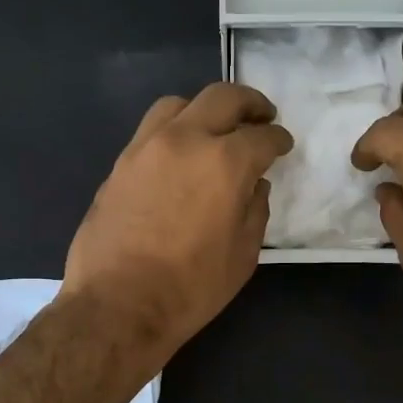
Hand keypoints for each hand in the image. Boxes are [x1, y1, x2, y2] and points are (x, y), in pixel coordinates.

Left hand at [65, 83, 292, 362]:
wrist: (119, 305)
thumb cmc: (192, 287)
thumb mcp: (243, 255)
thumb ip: (255, 210)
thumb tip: (254, 185)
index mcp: (225, 163)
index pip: (262, 136)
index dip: (278, 138)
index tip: (283, 144)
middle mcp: (186, 141)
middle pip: (222, 98)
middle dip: (250, 103)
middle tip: (262, 116)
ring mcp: (147, 148)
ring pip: (180, 104)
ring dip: (205, 110)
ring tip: (215, 130)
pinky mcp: (121, 164)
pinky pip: (152, 129)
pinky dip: (175, 130)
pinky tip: (181, 155)